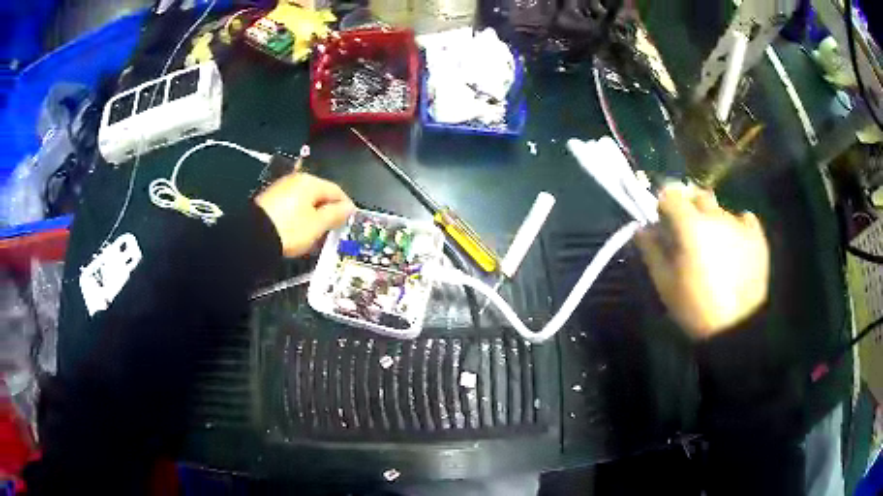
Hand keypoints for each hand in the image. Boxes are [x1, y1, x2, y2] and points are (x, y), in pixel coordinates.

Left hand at [255, 172, 354, 257]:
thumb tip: (348, 207)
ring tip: (316, 234)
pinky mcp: (270, 201)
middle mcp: (295, 180)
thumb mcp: (317, 225)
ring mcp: (281, 189)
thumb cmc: (290, 229)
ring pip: (305, 201)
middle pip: (319, 195)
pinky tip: (299, 232)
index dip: (346, 206)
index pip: (336, 190)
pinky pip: (292, 207)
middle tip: (333, 230)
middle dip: (328, 212)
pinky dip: (299, 217)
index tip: (350, 220)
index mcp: (310, 182)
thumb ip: (335, 214)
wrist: (253, 238)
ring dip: (313, 216)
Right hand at [635, 185, 769, 339]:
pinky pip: (744, 218)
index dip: (664, 206)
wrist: (738, 328)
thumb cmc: (696, 308)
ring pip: (720, 210)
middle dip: (689, 209)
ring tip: (714, 247)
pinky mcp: (756, 235)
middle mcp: (715, 215)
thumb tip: (642, 229)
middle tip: (688, 234)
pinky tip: (735, 244)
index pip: (670, 195)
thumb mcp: (666, 284)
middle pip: (697, 197)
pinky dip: (737, 226)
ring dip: (712, 220)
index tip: (663, 224)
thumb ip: (652, 251)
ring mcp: (738, 223)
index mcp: (690, 225)